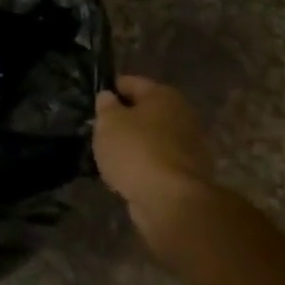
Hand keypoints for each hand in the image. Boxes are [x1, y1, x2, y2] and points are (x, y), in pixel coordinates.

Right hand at [93, 76, 221, 266]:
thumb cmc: (136, 151)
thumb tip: (108, 98)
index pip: (131, 83)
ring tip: (111, 155)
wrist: (171, 202)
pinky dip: (146, 165)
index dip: (110, 89)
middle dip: (125, 119)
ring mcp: (190, 146)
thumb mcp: (108, 122)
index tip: (94, 102)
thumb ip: (105, 106)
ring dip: (136, 144)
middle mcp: (183, 115)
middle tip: (101, 130)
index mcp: (163, 95)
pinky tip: (127, 174)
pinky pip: (159, 162)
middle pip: (146, 111)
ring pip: (153, 138)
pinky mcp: (190, 174)